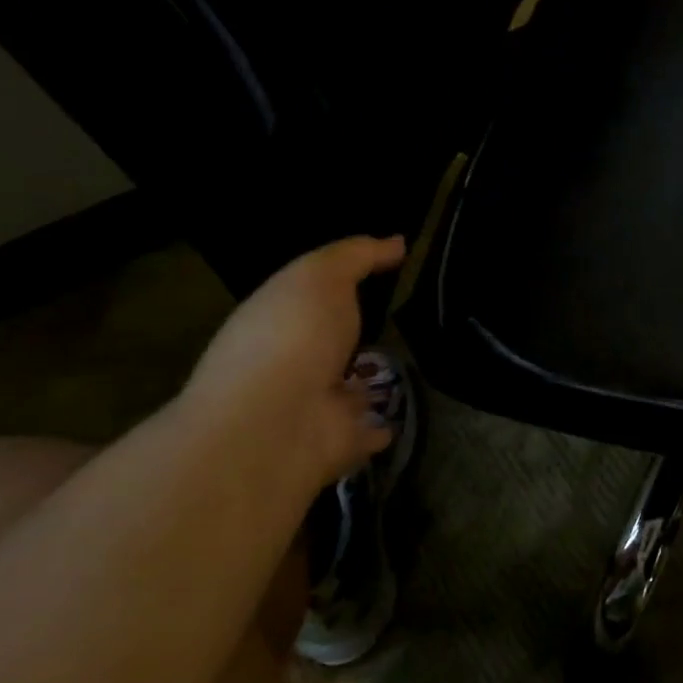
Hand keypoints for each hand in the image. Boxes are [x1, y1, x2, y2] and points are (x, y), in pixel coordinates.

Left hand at [181, 235, 405, 491]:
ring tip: (405, 367)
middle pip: (329, 344)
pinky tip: (398, 419)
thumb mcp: (320, 277)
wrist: (277, 423)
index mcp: (278, 320)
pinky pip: (368, 430)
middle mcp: (292, 363)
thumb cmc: (292, 337)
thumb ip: (357, 256)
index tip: (380, 272)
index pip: (309, 297)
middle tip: (397, 320)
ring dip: (366, 382)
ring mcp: (314, 405)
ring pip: (346, 387)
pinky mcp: (341, 441)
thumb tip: (397, 241)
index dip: (338, 284)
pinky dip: (380, 426)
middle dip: (353, 334)